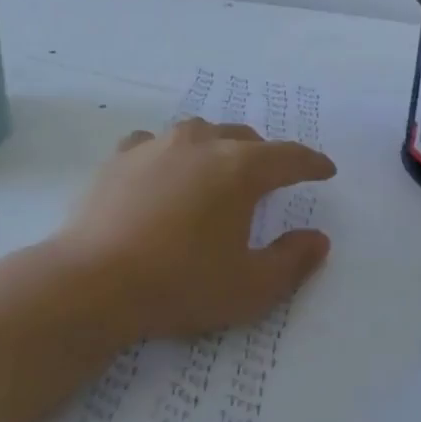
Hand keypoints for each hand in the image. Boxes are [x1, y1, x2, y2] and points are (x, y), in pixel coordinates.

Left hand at [50, 118, 336, 343]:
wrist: (94, 282)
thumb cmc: (181, 284)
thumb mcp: (250, 288)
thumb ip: (292, 261)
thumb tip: (317, 239)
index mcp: (240, 169)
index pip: (289, 157)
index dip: (311, 163)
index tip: (325, 170)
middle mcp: (201, 143)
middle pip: (244, 139)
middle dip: (264, 156)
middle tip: (271, 179)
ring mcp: (157, 145)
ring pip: (200, 134)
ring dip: (217, 148)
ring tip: (217, 171)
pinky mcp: (121, 157)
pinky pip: (155, 144)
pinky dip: (169, 155)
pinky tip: (163, 172)